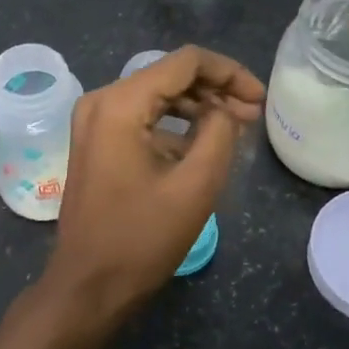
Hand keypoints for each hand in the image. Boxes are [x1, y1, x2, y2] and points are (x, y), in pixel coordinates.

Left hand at [44, 45, 264, 320]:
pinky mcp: (95, 143)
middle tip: (253, 115)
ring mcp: (93, 122)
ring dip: (197, 106)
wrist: (88, 285)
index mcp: (120, 103)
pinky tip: (202, 145)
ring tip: (236, 127)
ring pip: (157, 96)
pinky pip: (141, 118)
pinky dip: (174, 125)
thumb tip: (226, 108)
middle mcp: (100, 101)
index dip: (230, 73)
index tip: (260, 99)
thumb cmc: (142, 239)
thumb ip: (219, 132)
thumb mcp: (195, 185)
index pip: (186, 62)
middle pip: (169, 75)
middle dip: (216, 89)